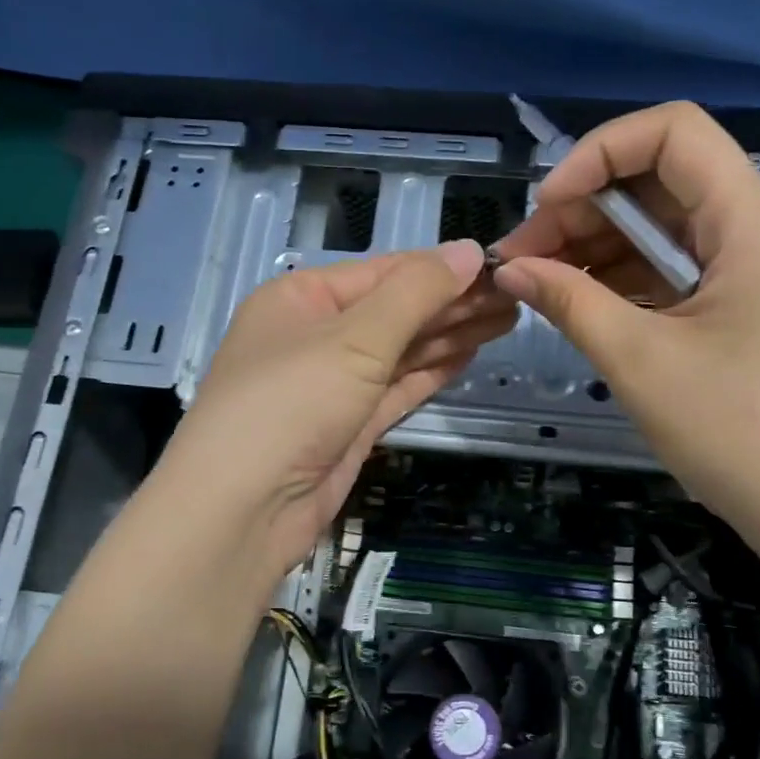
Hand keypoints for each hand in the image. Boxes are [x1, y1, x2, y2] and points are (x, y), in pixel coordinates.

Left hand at [151, 240, 511, 578]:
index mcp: (303, 297)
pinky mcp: (348, 424)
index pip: (383, 271)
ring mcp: (333, 383)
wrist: (244, 508)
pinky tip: (469, 355)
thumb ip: (415, 293)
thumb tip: (467, 250)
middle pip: (395, 310)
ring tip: (507, 319)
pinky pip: (397, 387)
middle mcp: (315, 334)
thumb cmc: (292, 402)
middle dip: (452, 303)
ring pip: (400, 350)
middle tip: (515, 296)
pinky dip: (431, 371)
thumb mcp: (355, 338)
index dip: (440, 268)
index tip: (496, 266)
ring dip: (449, 335)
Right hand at [491, 102, 759, 556]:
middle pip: (661, 182)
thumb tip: (509, 269)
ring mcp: (755, 275)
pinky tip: (582, 307)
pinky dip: (626, 281)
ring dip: (598, 248)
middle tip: (523, 261)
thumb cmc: (740, 432)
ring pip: (665, 230)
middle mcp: (758, 233)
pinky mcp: (746, 312)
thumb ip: (569, 302)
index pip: (673, 133)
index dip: (599, 153)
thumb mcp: (641, 361)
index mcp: (750, 224)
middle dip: (584, 210)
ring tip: (540, 286)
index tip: (546, 208)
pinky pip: (677, 273)